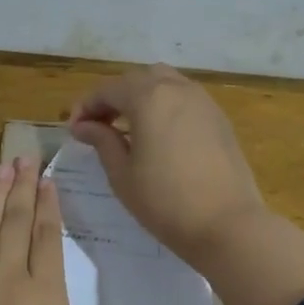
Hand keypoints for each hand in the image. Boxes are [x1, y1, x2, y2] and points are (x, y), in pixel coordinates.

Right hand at [68, 64, 267, 269]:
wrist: (228, 225)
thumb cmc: (166, 202)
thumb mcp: (123, 175)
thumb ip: (102, 141)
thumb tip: (84, 126)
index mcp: (149, 97)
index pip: (108, 89)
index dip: (86, 106)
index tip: (74, 130)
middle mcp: (177, 89)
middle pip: (137, 79)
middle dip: (113, 97)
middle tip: (98, 125)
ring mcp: (202, 101)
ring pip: (164, 83)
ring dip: (141, 96)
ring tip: (128, 126)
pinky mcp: (219, 118)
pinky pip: (184, 98)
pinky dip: (165, 105)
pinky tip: (158, 133)